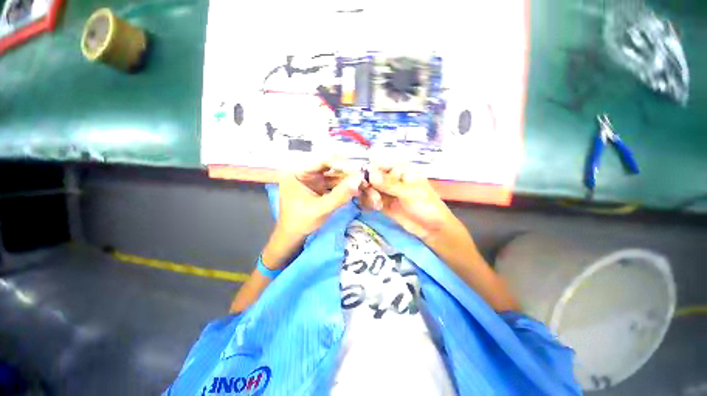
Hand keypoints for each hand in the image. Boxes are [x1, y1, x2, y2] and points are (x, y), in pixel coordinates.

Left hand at [276, 158, 363, 239]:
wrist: (295, 237)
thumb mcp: (321, 209)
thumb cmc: (301, 222)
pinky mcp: (320, 188)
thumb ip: (340, 195)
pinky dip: (345, 187)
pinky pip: (334, 184)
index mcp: (298, 174)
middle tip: (362, 177)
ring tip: (362, 184)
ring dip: (348, 179)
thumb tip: (358, 180)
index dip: (340, 164)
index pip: (321, 162)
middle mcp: (306, 173)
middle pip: (329, 167)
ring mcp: (313, 181)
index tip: (356, 170)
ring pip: (334, 175)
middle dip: (346, 172)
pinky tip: (356, 189)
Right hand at [361, 163, 452, 239]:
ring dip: (370, 196)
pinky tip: (376, 208)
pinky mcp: (384, 203)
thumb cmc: (426, 206)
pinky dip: (369, 203)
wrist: (432, 228)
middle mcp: (391, 179)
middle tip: (375, 197)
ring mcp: (387, 191)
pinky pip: (371, 200)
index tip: (365, 180)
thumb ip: (389, 184)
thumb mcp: (409, 193)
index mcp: (401, 170)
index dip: (370, 170)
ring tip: (377, 205)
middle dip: (369, 186)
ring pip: (370, 188)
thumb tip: (371, 175)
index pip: (380, 164)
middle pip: (372, 177)